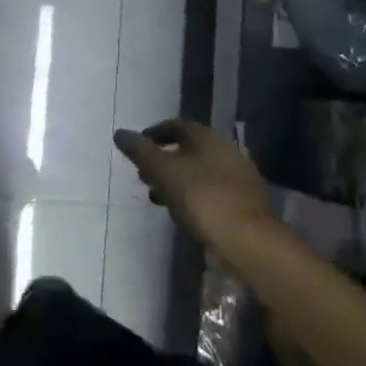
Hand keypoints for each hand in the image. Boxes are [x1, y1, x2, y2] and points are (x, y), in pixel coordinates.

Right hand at [113, 120, 274, 258]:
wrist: (245, 240)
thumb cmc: (200, 197)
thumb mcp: (161, 171)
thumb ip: (139, 151)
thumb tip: (120, 133)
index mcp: (208, 138)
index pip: (176, 125)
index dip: (153, 133)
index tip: (136, 147)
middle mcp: (226, 151)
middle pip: (187, 149)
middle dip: (162, 159)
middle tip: (143, 174)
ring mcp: (237, 178)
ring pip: (198, 172)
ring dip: (175, 180)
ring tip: (157, 196)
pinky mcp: (242, 203)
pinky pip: (209, 191)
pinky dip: (191, 195)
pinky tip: (180, 211)